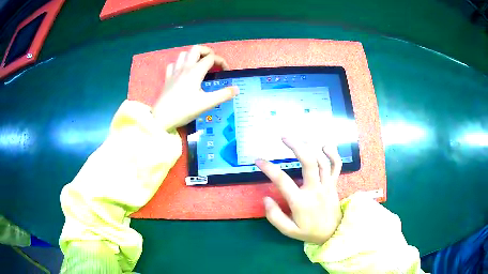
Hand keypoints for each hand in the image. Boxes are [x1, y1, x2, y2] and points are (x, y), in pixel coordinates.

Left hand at [152, 45, 238, 130]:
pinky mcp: (167, 78)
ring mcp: (174, 72)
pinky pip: (173, 64)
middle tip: (212, 61)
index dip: (221, 61)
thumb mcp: (206, 103)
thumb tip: (237, 89)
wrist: (162, 118)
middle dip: (207, 51)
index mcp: (195, 71)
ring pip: (183, 54)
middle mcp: (185, 67)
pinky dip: (180, 64)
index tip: (225, 71)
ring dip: (193, 55)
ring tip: (199, 64)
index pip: (211, 58)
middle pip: (196, 49)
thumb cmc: (184, 110)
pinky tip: (183, 71)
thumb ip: (223, 95)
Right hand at [255, 138, 342, 244]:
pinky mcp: (334, 184)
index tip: (258, 160)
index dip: (268, 168)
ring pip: (322, 161)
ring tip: (299, 139)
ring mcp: (327, 185)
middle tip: (284, 138)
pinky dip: (333, 153)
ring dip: (311, 147)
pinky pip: (337, 165)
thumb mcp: (288, 231)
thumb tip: (266, 199)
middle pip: (308, 162)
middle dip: (296, 147)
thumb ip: (274, 216)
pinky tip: (325, 146)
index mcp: (301, 202)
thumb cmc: (309, 231)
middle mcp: (315, 189)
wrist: (332, 233)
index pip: (282, 181)